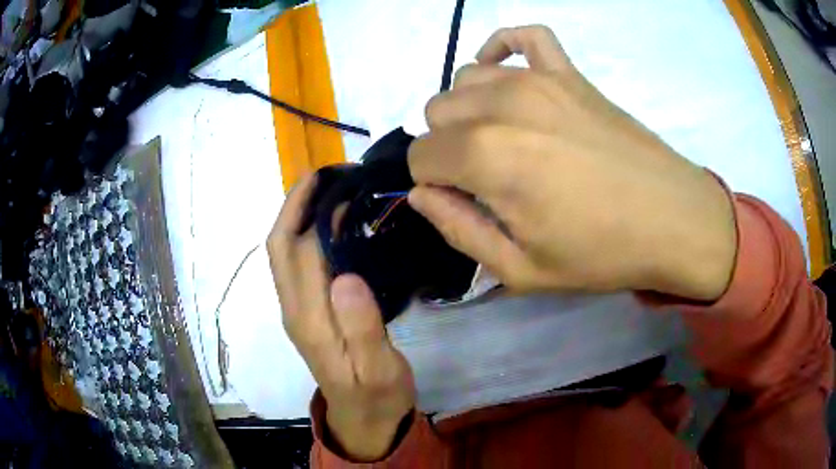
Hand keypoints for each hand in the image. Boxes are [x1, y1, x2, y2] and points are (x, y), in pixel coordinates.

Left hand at [266, 175, 415, 460]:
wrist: (363, 417)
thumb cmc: (377, 394)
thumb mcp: (378, 370)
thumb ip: (362, 329)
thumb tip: (346, 277)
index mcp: (311, 321)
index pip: (302, 254)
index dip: (316, 215)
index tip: (342, 185)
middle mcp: (294, 309)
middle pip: (279, 246)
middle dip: (294, 204)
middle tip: (325, 173)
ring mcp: (296, 310)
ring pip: (281, 252)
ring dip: (295, 215)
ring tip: (326, 188)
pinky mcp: (304, 311)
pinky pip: (293, 263)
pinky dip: (302, 234)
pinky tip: (328, 223)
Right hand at [407, 25, 736, 300]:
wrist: (673, 221)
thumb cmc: (601, 253)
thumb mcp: (520, 269)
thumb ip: (458, 230)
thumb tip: (421, 195)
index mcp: (487, 156)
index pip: (420, 156)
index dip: (433, 183)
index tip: (464, 201)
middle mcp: (503, 104)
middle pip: (437, 111)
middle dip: (447, 146)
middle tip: (485, 176)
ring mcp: (539, 79)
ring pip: (466, 77)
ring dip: (469, 108)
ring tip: (500, 138)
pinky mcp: (570, 72)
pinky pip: (524, 35)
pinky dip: (505, 48)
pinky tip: (508, 75)